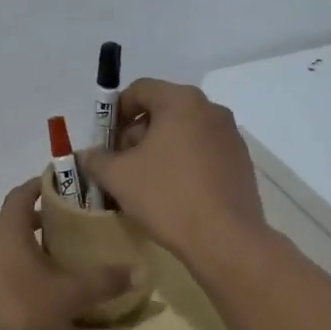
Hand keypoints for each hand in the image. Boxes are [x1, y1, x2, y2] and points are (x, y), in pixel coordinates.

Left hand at [0, 179, 131, 329]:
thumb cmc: (20, 313)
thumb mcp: (70, 296)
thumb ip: (105, 281)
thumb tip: (141, 271)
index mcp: (6, 231)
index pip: (22, 193)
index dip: (41, 185)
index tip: (62, 185)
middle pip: (13, 222)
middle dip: (39, 222)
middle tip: (69, 228)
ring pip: (1, 249)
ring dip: (25, 249)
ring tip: (53, 263)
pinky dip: (11, 273)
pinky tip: (30, 295)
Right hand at [77, 79, 266, 264]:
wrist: (225, 239)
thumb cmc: (167, 197)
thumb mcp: (118, 177)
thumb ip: (96, 159)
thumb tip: (89, 155)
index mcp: (181, 101)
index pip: (140, 89)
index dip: (115, 112)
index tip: (106, 142)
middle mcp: (211, 109)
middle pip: (163, 110)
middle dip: (137, 133)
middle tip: (122, 164)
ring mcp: (230, 136)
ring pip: (184, 132)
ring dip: (160, 149)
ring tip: (146, 182)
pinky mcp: (241, 162)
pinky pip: (203, 152)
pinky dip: (184, 163)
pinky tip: (174, 193)